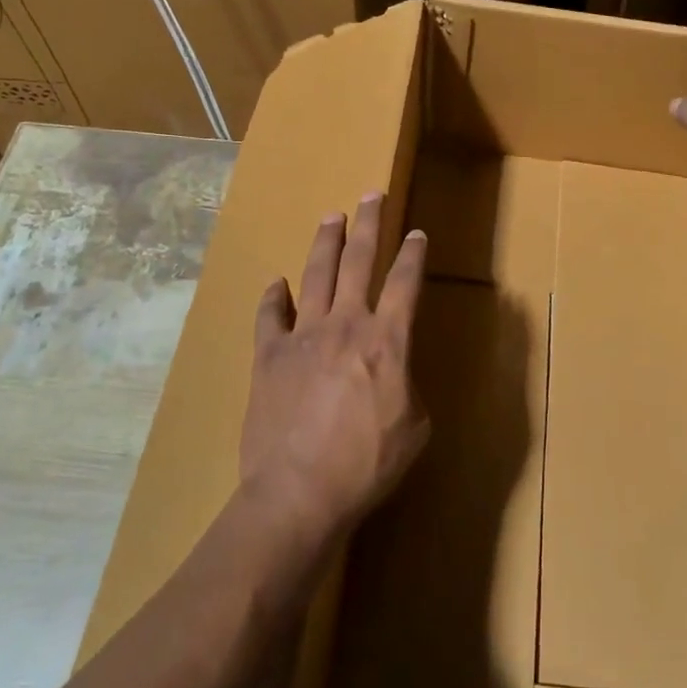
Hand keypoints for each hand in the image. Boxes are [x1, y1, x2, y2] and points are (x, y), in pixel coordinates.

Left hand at [242, 193, 429, 540]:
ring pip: (316, 274)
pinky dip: (273, 297)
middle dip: (369, 223)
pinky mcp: (269, 355)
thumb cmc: (367, 465)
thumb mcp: (415, 428)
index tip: (417, 233)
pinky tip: (276, 284)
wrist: (299, 492)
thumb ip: (407, 386)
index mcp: (387, 340)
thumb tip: (394, 373)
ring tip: (331, 217)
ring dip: (325, 242)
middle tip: (371, 195)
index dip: (414, 255)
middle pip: (359, 260)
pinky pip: (270, 316)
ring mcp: (303, 336)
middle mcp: (346, 324)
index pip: (405, 282)